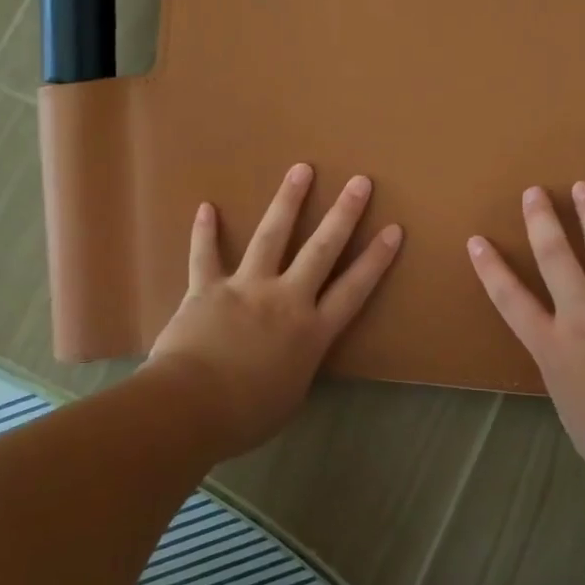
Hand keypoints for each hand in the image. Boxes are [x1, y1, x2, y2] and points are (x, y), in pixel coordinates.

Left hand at [147, 163, 402, 457]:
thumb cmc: (246, 414)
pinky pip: (205, 255)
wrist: (190, 408)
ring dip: (288, 201)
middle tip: (359, 182)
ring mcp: (246, 288)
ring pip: (271, 236)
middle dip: (343, 214)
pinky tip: (206, 206)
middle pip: (322, 250)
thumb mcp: (290, 396)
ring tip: (301, 169)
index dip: (376, 259)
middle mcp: (285, 299)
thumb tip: (295, 354)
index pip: (354, 289)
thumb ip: (298, 365)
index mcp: (312, 331)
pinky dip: (204, 232)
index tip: (393, 229)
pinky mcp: (207, 288)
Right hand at [467, 182, 584, 496]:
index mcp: (553, 347)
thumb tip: (574, 372)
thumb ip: (568, 382)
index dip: (491, 268)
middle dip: (542, 221)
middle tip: (534, 192)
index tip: (477, 240)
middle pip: (555, 257)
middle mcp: (584, 315)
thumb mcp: (573, 414)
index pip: (510, 299)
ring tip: (584, 188)